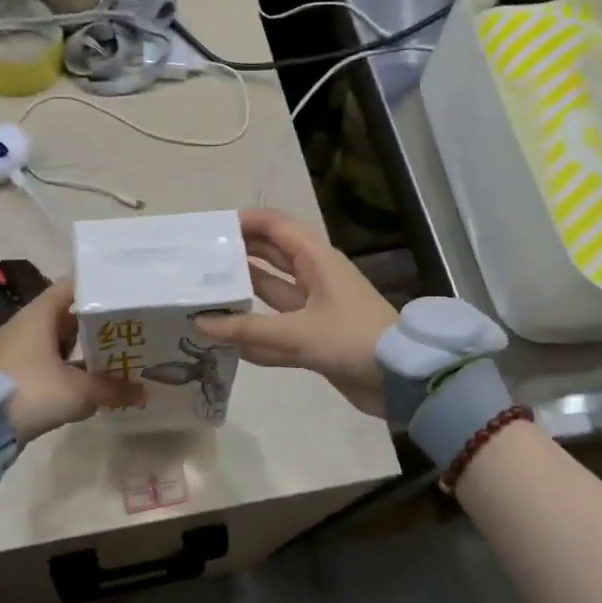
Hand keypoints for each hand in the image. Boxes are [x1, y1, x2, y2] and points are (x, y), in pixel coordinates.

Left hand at [0, 278, 143, 443]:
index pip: (70, 287)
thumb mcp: (80, 390)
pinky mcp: (11, 374)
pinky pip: (45, 361)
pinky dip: (65, 367)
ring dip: (80, 348)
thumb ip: (113, 388)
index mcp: (37, 315)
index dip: (96, 288)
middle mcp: (23, 326)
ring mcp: (14, 350)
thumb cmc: (34, 392)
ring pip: (54, 341)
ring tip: (113, 355)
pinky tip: (88, 381)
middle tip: (125, 327)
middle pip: (64, 314)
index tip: (121, 294)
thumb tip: (144, 391)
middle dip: (94, 323)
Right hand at [195, 208, 397, 417]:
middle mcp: (315, 278)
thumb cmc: (352, 340)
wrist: (401, 380)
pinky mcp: (317, 337)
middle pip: (273, 256)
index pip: (278, 227)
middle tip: (200, 262)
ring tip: (205, 294)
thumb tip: (200, 321)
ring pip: (274, 292)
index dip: (248, 223)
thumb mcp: (298, 332)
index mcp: (318, 261)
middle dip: (240, 255)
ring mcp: (316, 309)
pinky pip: (279, 328)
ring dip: (245, 293)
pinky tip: (228, 339)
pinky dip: (257, 332)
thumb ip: (248, 329)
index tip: (212, 230)